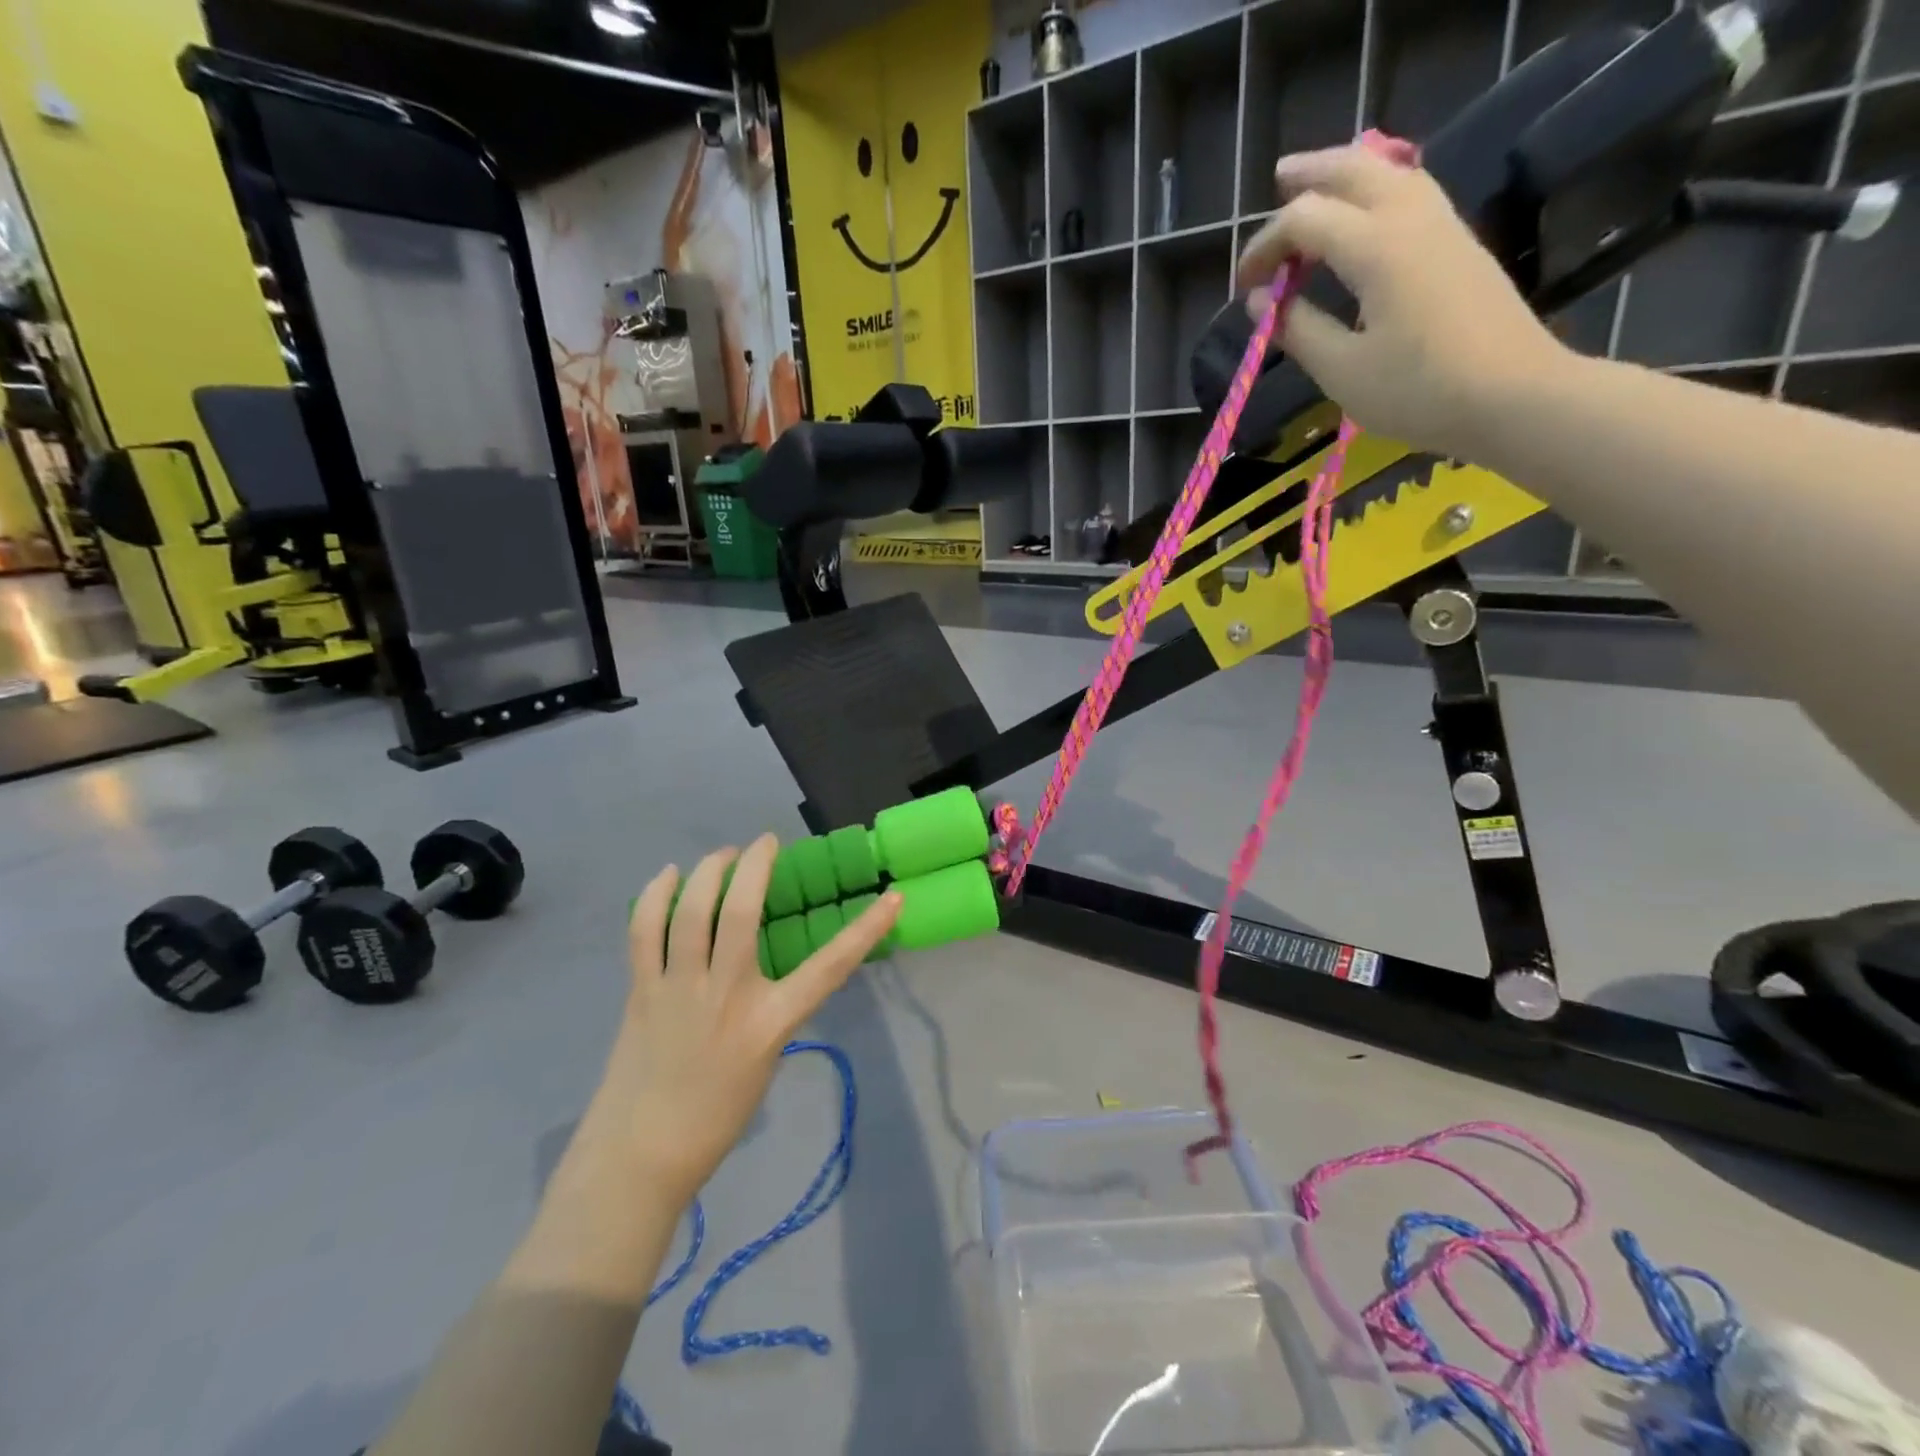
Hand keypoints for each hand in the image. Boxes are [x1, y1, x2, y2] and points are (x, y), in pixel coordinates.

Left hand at [585, 838, 901, 1205]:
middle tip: (764, 844)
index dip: (866, 929)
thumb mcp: (766, 1060)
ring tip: (723, 856)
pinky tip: (669, 876)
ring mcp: (679, 990)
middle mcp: (727, 996)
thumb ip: (771, 1010)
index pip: (830, 967)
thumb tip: (766, 971)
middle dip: (756, 865)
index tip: (892, 898)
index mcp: (769, 1023)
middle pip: (740, 912)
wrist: (642, 1155)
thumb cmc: (716, 1116)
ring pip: (691, 911)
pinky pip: (644, 930)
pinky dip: (656, 895)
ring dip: (709, 871)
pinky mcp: (642, 991)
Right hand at [1236, 144, 1569, 461]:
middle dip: (1311, 175)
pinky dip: (1377, 190)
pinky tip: (1364, 215)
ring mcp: (1441, 226)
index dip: (1265, 246)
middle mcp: (1410, 218)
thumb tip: (1261, 300)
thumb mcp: (1342, 370)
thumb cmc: (1418, 390)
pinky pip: (1411, 192)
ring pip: (1390, 173)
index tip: (1244, 287)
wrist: (1513, 395)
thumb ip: (1298, 329)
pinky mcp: (1458, 244)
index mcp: (1376, 248)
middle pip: (1354, 170)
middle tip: (1277, 182)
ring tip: (1319, 187)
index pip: (1305, 220)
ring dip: (1348, 173)